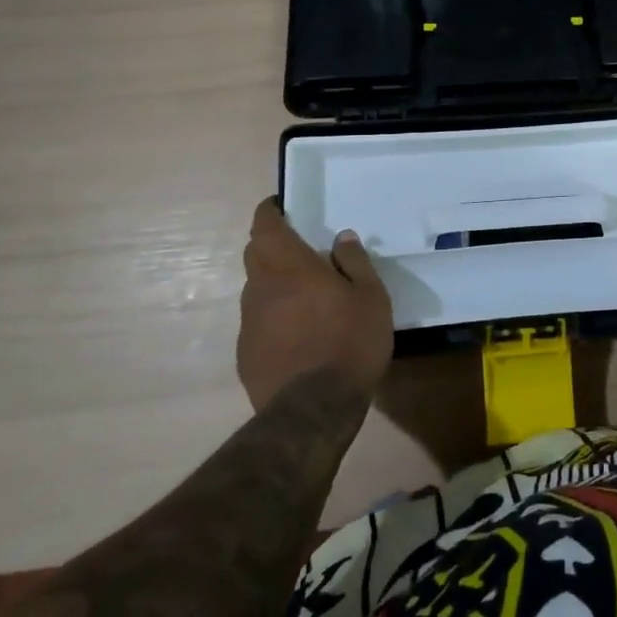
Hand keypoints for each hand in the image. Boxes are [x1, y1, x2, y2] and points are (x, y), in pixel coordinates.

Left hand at [237, 198, 393, 410]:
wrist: (313, 409)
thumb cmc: (349, 342)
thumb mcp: (371, 298)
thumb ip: (355, 262)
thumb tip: (342, 238)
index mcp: (290, 268)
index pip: (265, 227)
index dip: (269, 212)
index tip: (280, 207)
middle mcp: (261, 288)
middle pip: (256, 254)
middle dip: (271, 244)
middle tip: (298, 248)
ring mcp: (249, 323)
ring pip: (256, 289)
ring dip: (274, 282)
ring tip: (304, 294)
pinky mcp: (246, 353)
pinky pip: (258, 321)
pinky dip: (274, 315)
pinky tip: (298, 333)